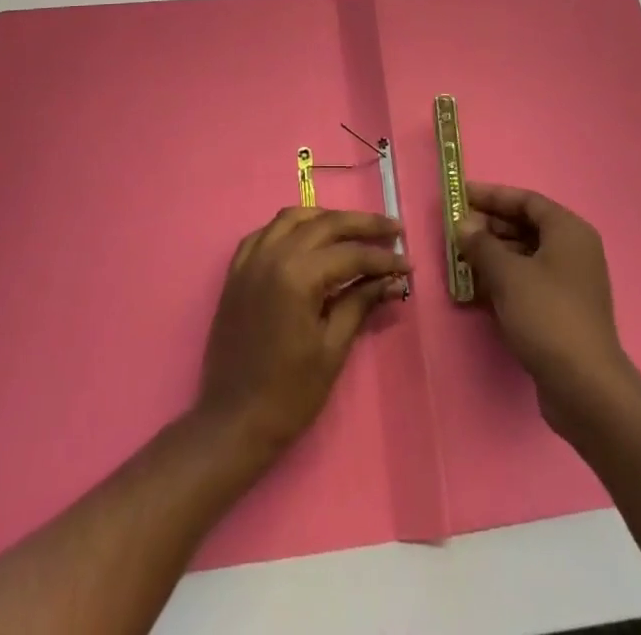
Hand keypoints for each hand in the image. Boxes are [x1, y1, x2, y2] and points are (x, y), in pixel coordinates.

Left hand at [196, 207, 408, 461]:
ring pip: (293, 218)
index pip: (350, 254)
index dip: (382, 258)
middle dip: (363, 225)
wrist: (232, 422)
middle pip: (325, 224)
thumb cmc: (289, 393)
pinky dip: (291, 227)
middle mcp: (272, 254)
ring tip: (354, 230)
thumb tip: (392, 279)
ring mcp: (251, 259)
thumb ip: (361, 303)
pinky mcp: (237, 270)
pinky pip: (266, 232)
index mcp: (297, 275)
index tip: (408, 263)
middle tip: (393, 230)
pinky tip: (308, 238)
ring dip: (327, 218)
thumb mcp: (332, 348)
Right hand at [455, 183, 634, 434]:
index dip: (492, 195)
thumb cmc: (547, 315)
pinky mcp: (562, 311)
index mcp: (568, 231)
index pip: (526, 200)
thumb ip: (481, 244)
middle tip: (454, 230)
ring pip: (524, 256)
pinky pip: (528, 282)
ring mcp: (569, 283)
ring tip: (458, 258)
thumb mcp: (508, 274)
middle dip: (488, 227)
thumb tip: (463, 224)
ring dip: (492, 255)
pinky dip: (503, 280)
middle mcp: (573, 250)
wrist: (585, 387)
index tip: (460, 195)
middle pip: (525, 226)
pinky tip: (475, 288)